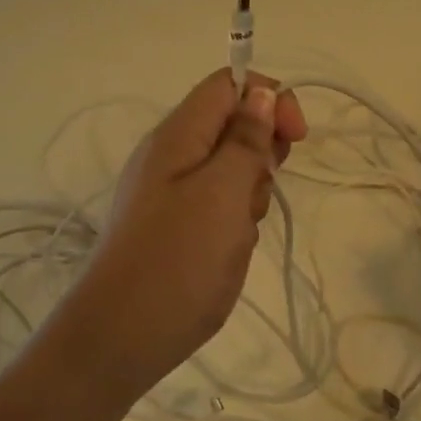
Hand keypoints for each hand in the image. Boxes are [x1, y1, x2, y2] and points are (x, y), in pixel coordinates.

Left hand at [47, 69, 306, 404]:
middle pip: (234, 125)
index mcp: (179, 135)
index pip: (229, 85)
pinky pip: (222, 203)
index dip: (269, 98)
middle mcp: (174, 155)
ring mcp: (175, 192)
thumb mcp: (222, 192)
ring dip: (252, 191)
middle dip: (262, 152)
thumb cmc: (179, 259)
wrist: (125, 335)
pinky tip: (232, 247)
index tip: (295, 138)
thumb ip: (245, 139)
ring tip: (241, 227)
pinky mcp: (181, 225)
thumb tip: (261, 92)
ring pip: (233, 168)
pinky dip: (238, 218)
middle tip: (260, 189)